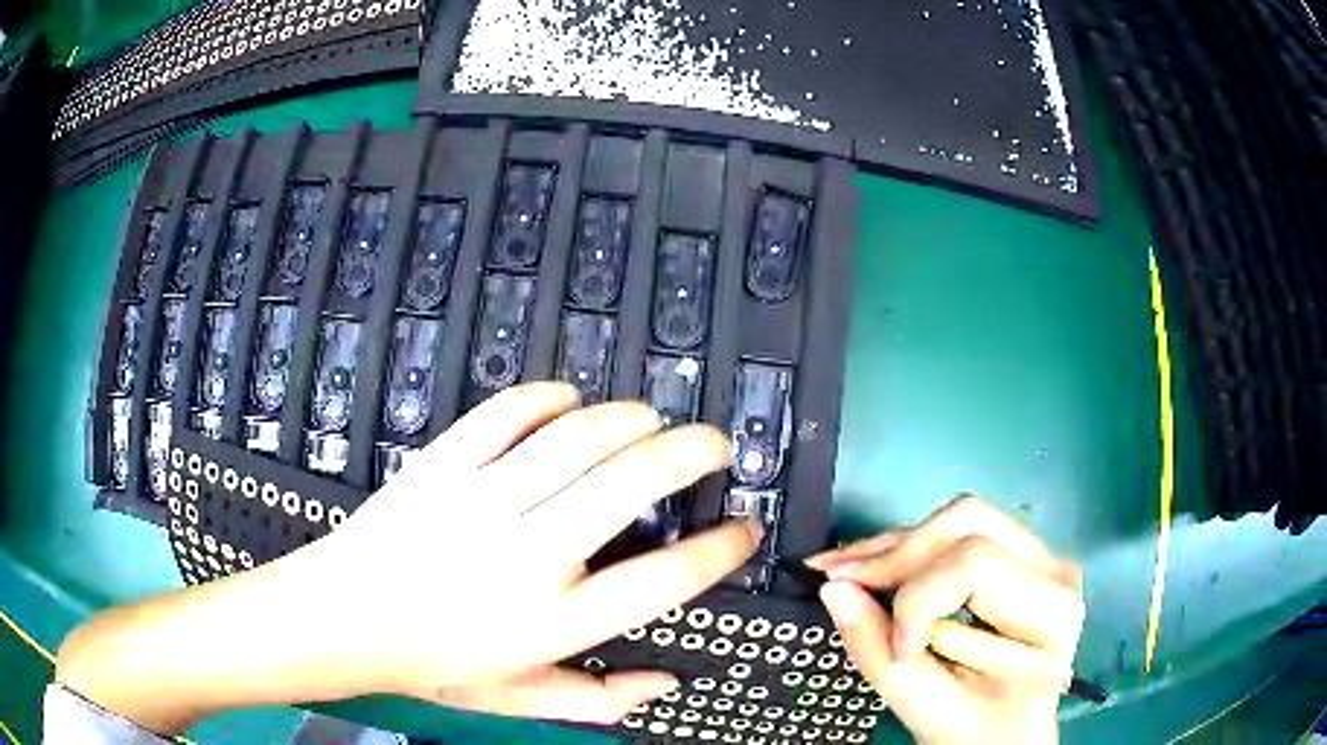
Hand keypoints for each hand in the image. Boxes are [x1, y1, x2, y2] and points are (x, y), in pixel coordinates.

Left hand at [295, 382, 760, 720]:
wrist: (341, 619)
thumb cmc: (429, 663)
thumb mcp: (518, 697)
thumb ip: (599, 699)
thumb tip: (666, 683)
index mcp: (551, 621)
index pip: (663, 579)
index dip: (719, 550)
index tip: (743, 530)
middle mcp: (526, 555)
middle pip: (632, 484)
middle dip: (691, 453)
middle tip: (714, 446)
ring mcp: (481, 501)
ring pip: (578, 436)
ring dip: (630, 418)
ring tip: (651, 419)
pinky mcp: (442, 464)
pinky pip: (508, 412)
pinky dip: (550, 397)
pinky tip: (570, 401)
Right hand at [808, 496, 1084, 744]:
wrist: (1011, 735)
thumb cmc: (980, 734)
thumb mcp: (931, 711)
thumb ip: (880, 654)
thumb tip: (835, 590)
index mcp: (1051, 612)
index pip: (976, 564)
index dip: (918, 600)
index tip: (895, 648)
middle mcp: (1053, 568)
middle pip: (968, 522)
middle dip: (897, 554)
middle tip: (838, 580)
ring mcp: (1038, 555)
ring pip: (958, 518)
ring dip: (895, 547)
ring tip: (843, 570)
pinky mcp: (1015, 556)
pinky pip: (958, 534)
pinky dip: (908, 551)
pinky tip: (870, 567)